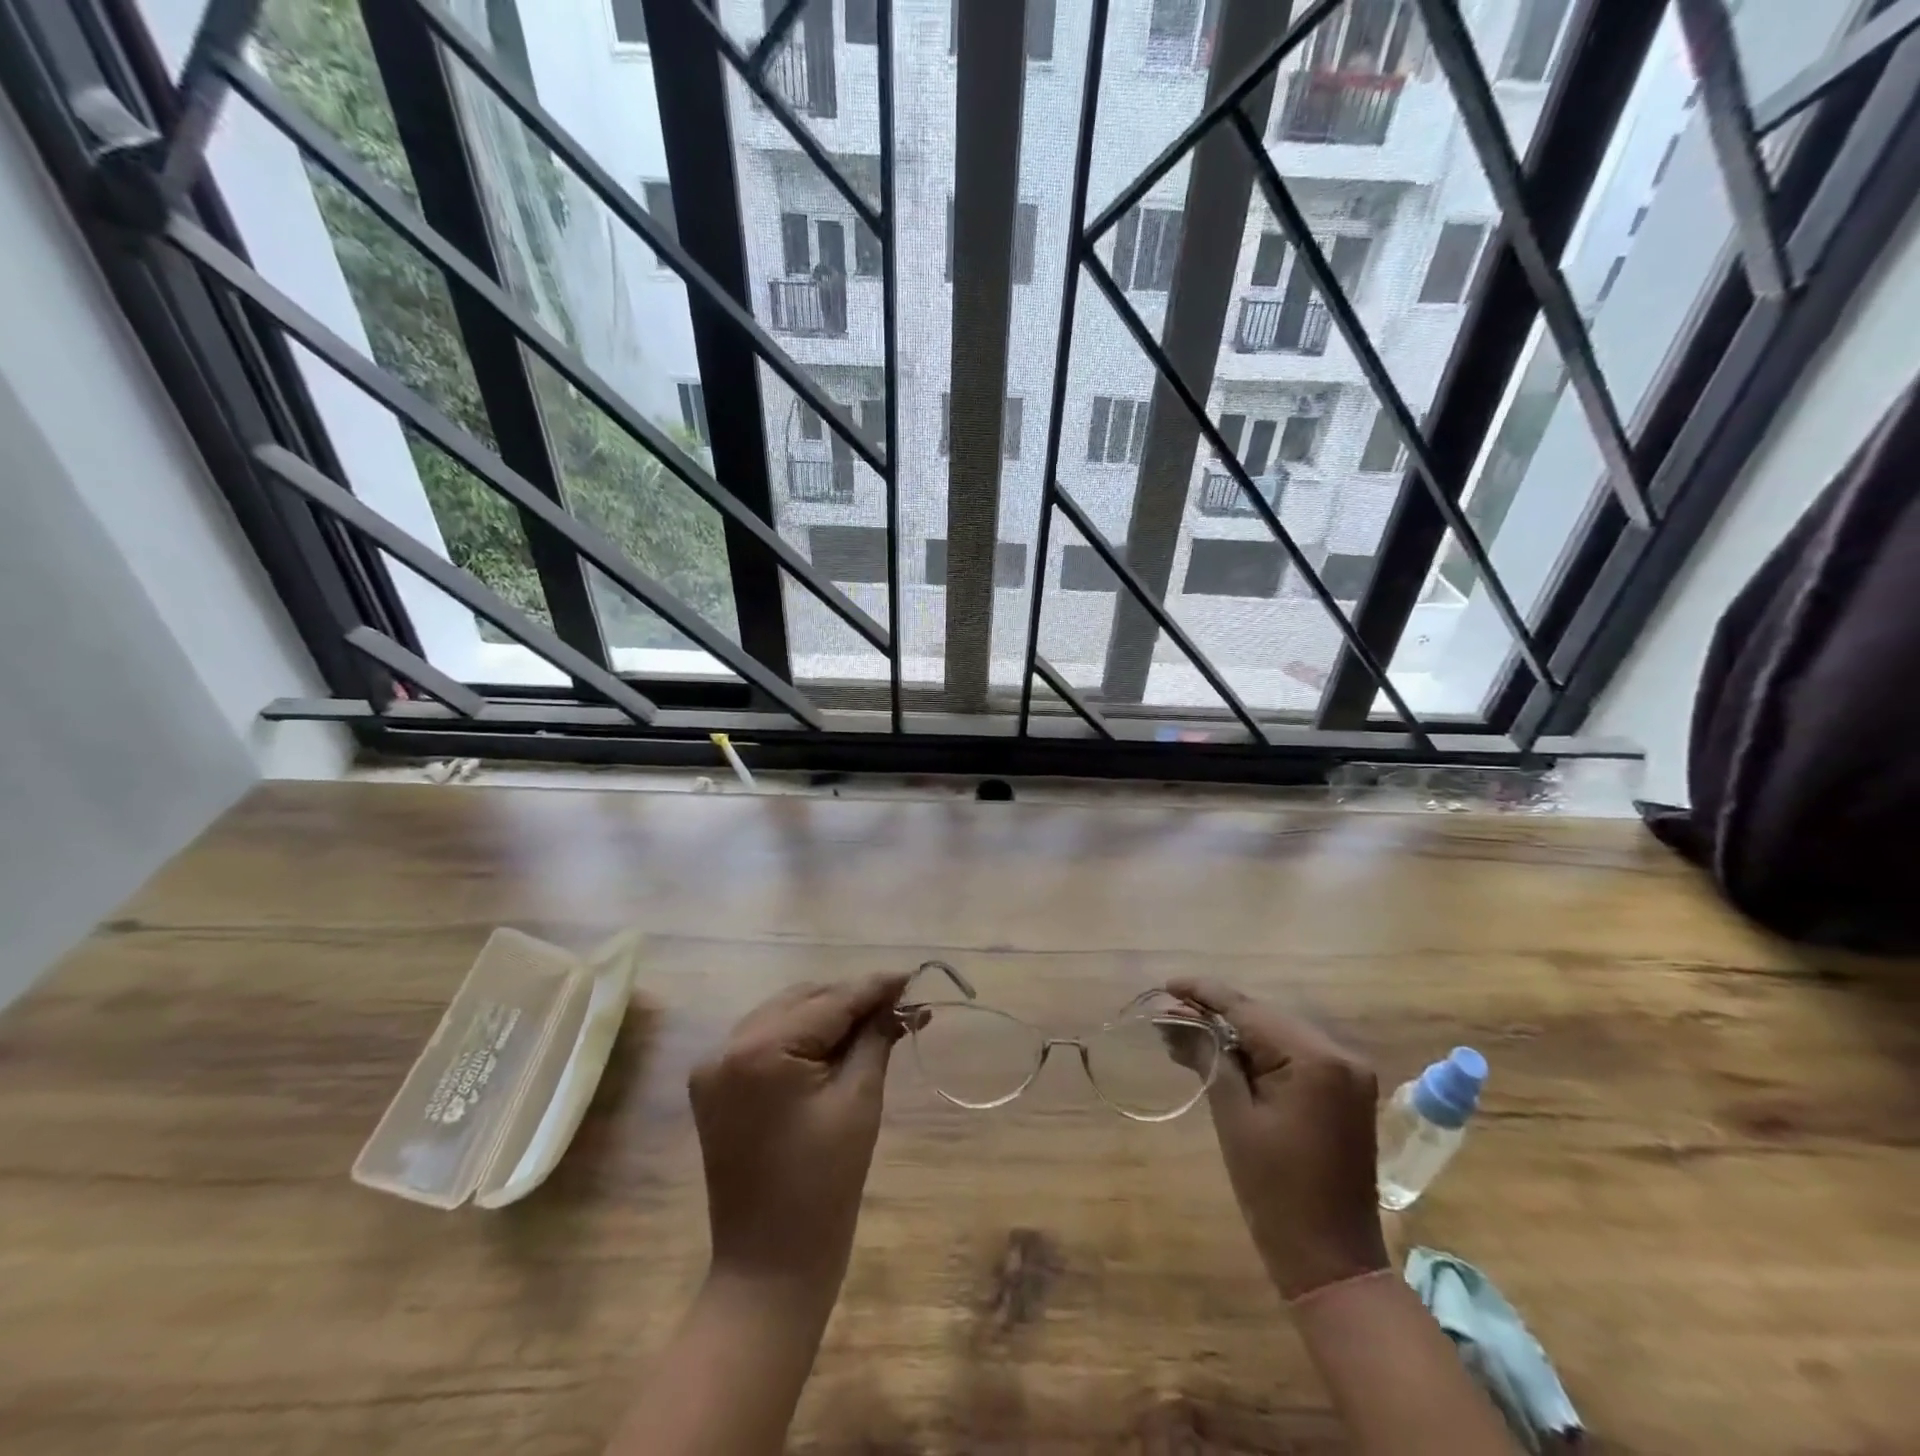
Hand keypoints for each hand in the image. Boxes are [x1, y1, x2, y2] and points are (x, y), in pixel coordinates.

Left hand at [688, 973, 908, 1300]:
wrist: (770, 1268)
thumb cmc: (824, 1186)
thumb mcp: (859, 1101)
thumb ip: (876, 1038)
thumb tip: (899, 1001)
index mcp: (760, 1049)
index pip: (829, 1002)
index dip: (874, 987)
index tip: (912, 976)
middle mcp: (727, 1046)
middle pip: (803, 1000)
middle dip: (851, 1000)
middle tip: (898, 1005)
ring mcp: (715, 1066)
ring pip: (783, 1015)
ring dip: (827, 1015)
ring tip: (874, 1022)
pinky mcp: (715, 1087)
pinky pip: (764, 1041)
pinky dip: (800, 1037)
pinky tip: (835, 1044)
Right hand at [1168, 979, 1388, 1300]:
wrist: (1332, 1262)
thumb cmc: (1276, 1192)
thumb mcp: (1234, 1117)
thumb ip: (1209, 1057)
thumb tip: (1176, 1019)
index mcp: (1315, 1059)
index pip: (1249, 1010)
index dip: (1204, 993)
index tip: (1166, 985)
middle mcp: (1339, 1054)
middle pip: (1265, 1017)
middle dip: (1217, 1013)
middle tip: (1170, 1013)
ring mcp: (1348, 1073)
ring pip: (1278, 1033)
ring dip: (1236, 1032)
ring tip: (1188, 1031)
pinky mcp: (1345, 1091)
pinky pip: (1294, 1055)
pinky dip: (1259, 1052)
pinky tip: (1225, 1053)